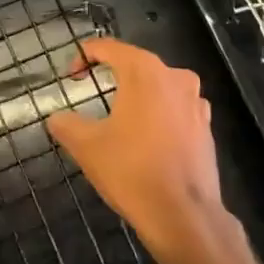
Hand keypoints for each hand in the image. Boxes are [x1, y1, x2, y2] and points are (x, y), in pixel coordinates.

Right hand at [45, 38, 231, 263]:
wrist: (183, 215)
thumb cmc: (131, 170)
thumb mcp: (86, 145)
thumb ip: (66, 123)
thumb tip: (57, 118)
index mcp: (145, 72)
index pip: (109, 48)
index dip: (84, 56)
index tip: (70, 76)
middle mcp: (175, 78)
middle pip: (136, 64)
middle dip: (111, 72)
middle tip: (89, 89)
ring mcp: (196, 103)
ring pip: (159, 86)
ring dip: (137, 93)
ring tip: (117, 113)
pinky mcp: (206, 128)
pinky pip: (176, 109)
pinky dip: (157, 114)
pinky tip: (145, 136)